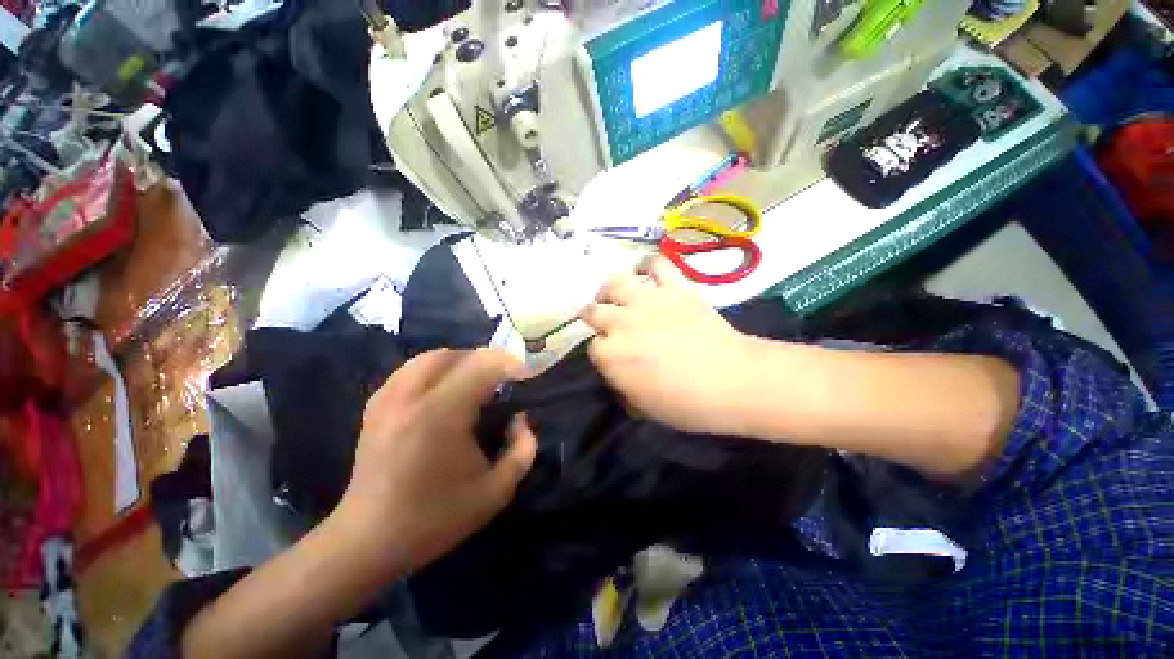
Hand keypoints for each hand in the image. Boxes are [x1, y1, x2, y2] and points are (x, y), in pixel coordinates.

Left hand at [335, 349, 537, 573]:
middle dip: (486, 359)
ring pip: (430, 357)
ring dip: (460, 361)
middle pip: (455, 354)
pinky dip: (436, 370)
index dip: (510, 363)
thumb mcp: (496, 492)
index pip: (482, 366)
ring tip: (477, 381)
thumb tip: (520, 418)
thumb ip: (523, 449)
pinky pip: (411, 370)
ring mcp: (388, 398)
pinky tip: (445, 391)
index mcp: (441, 414)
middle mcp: (412, 396)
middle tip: (504, 378)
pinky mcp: (375, 406)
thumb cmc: (435, 518)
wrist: (368, 540)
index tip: (528, 373)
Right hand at [580, 256, 754, 434]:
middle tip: (604, 320)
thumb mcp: (642, 406)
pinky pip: (656, 265)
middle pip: (594, 311)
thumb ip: (622, 384)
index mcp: (610, 355)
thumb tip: (619, 373)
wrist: (731, 381)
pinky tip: (645, 270)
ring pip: (614, 283)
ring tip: (614, 293)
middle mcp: (620, 322)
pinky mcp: (674, 287)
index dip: (603, 353)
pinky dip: (648, 264)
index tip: (612, 357)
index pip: (594, 348)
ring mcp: (646, 301)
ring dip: (609, 289)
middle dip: (594, 317)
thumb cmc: (685, 403)